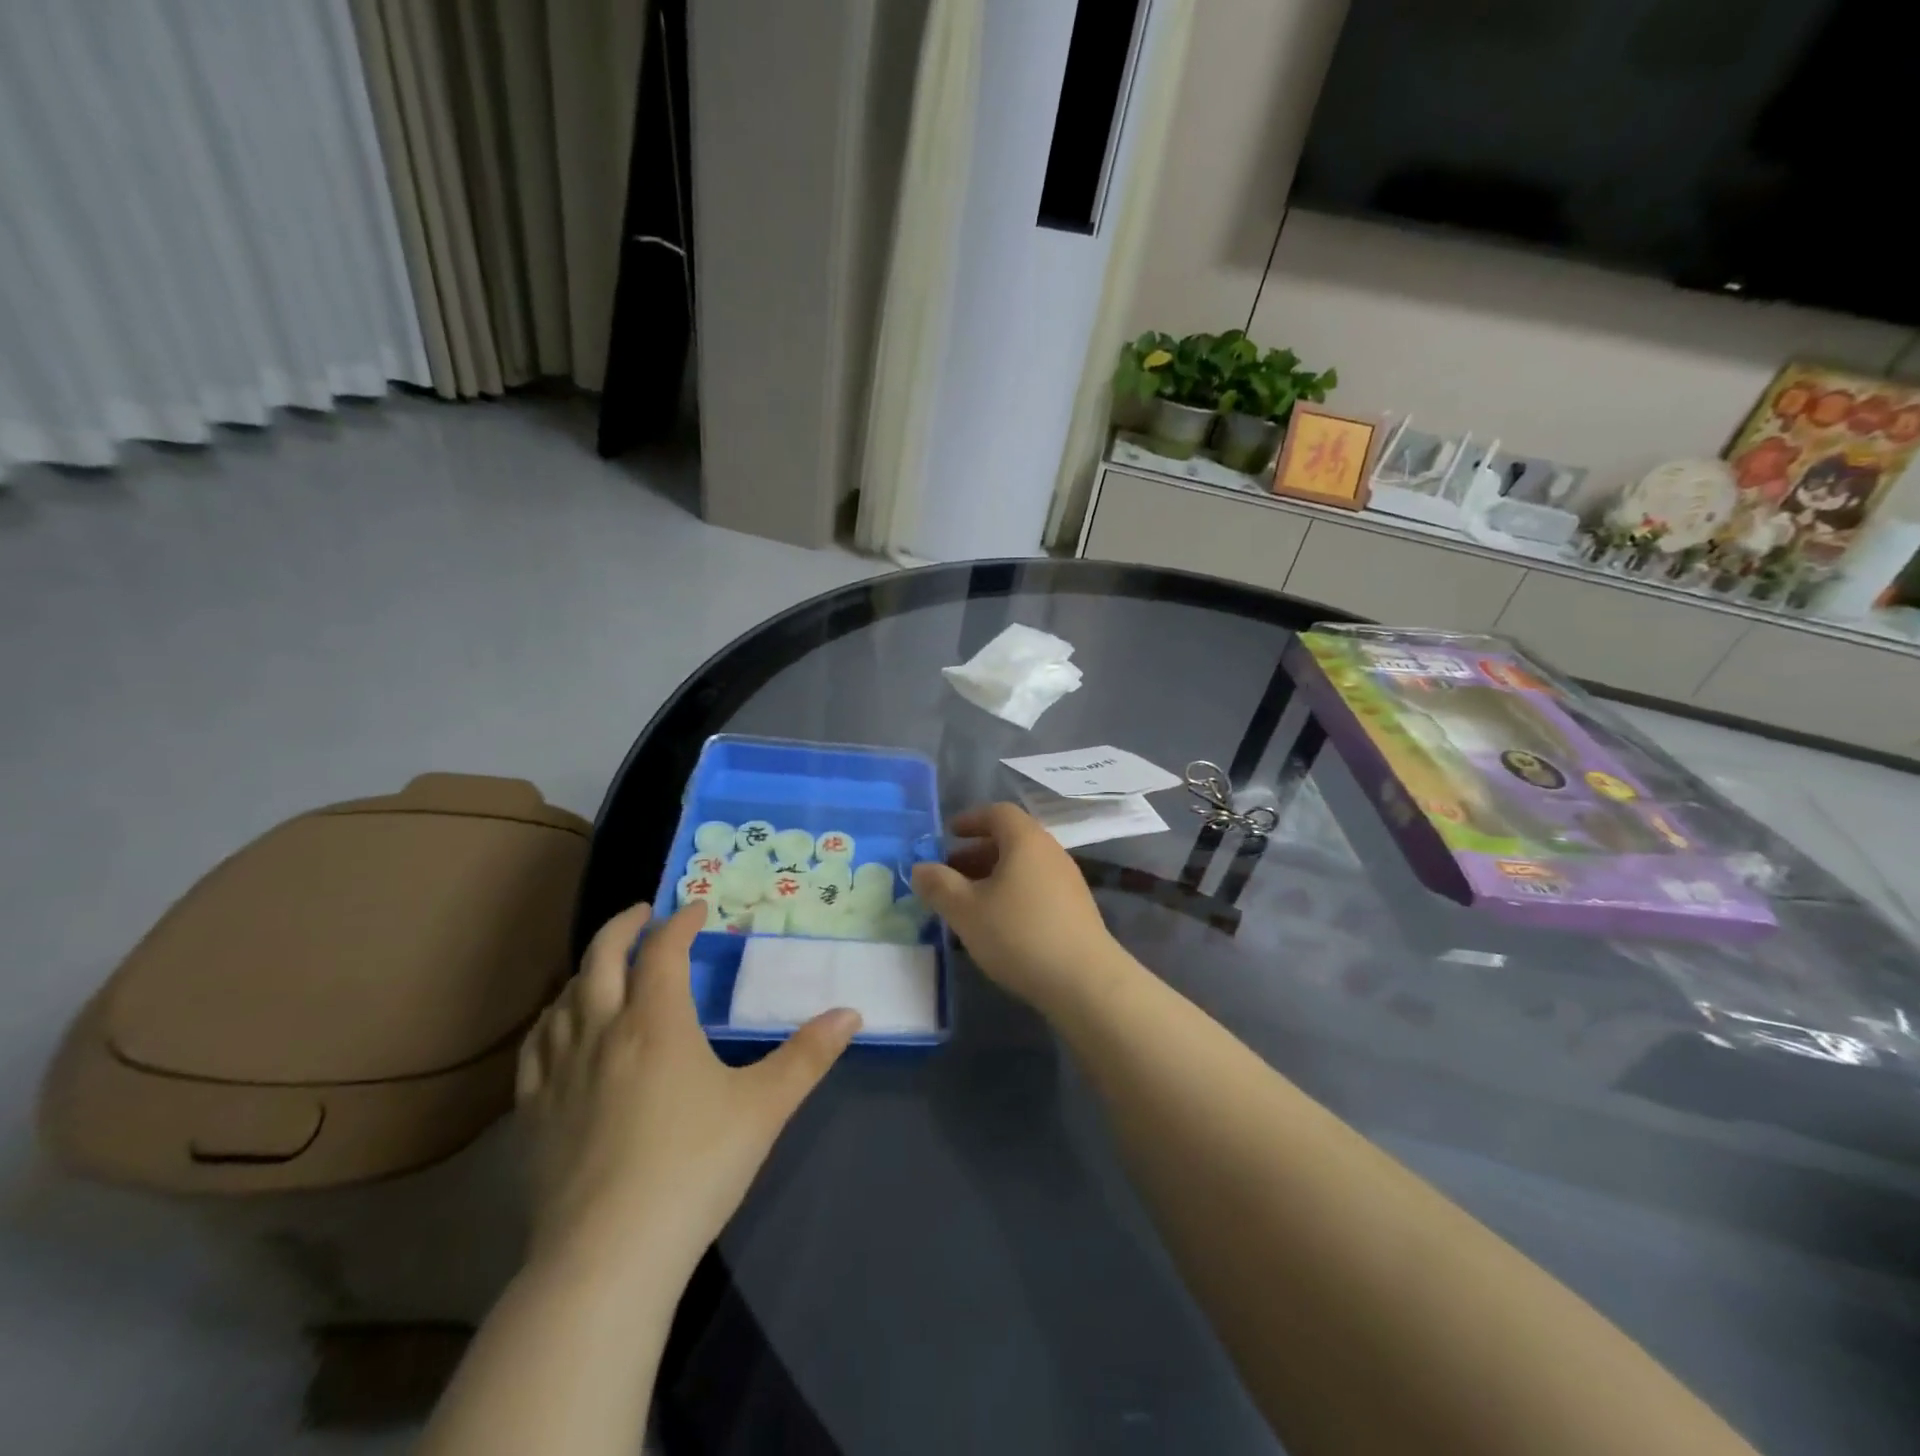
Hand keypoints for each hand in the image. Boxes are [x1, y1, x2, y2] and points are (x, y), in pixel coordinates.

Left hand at [516, 901, 860, 1279]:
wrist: (607, 1257)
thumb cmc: (693, 1168)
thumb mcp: (765, 1107)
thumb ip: (809, 1055)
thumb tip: (852, 1013)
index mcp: (656, 1022)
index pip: (664, 950)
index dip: (681, 922)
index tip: (698, 908)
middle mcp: (602, 1031)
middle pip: (602, 957)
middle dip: (624, 926)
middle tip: (643, 912)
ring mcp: (559, 1072)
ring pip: (564, 996)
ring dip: (587, 968)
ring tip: (605, 965)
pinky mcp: (532, 1113)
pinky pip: (536, 1046)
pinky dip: (552, 1018)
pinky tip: (559, 1027)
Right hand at [911, 803, 1124, 1016]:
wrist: (1084, 981)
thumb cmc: (1019, 934)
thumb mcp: (966, 910)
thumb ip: (938, 885)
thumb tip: (919, 868)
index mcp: (1025, 840)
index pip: (997, 813)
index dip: (970, 819)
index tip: (948, 834)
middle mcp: (1050, 851)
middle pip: (1011, 839)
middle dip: (976, 852)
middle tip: (949, 873)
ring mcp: (1067, 880)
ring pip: (1023, 866)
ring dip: (993, 875)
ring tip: (968, 902)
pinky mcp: (1075, 908)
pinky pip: (1036, 886)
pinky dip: (1012, 893)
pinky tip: (998, 924)